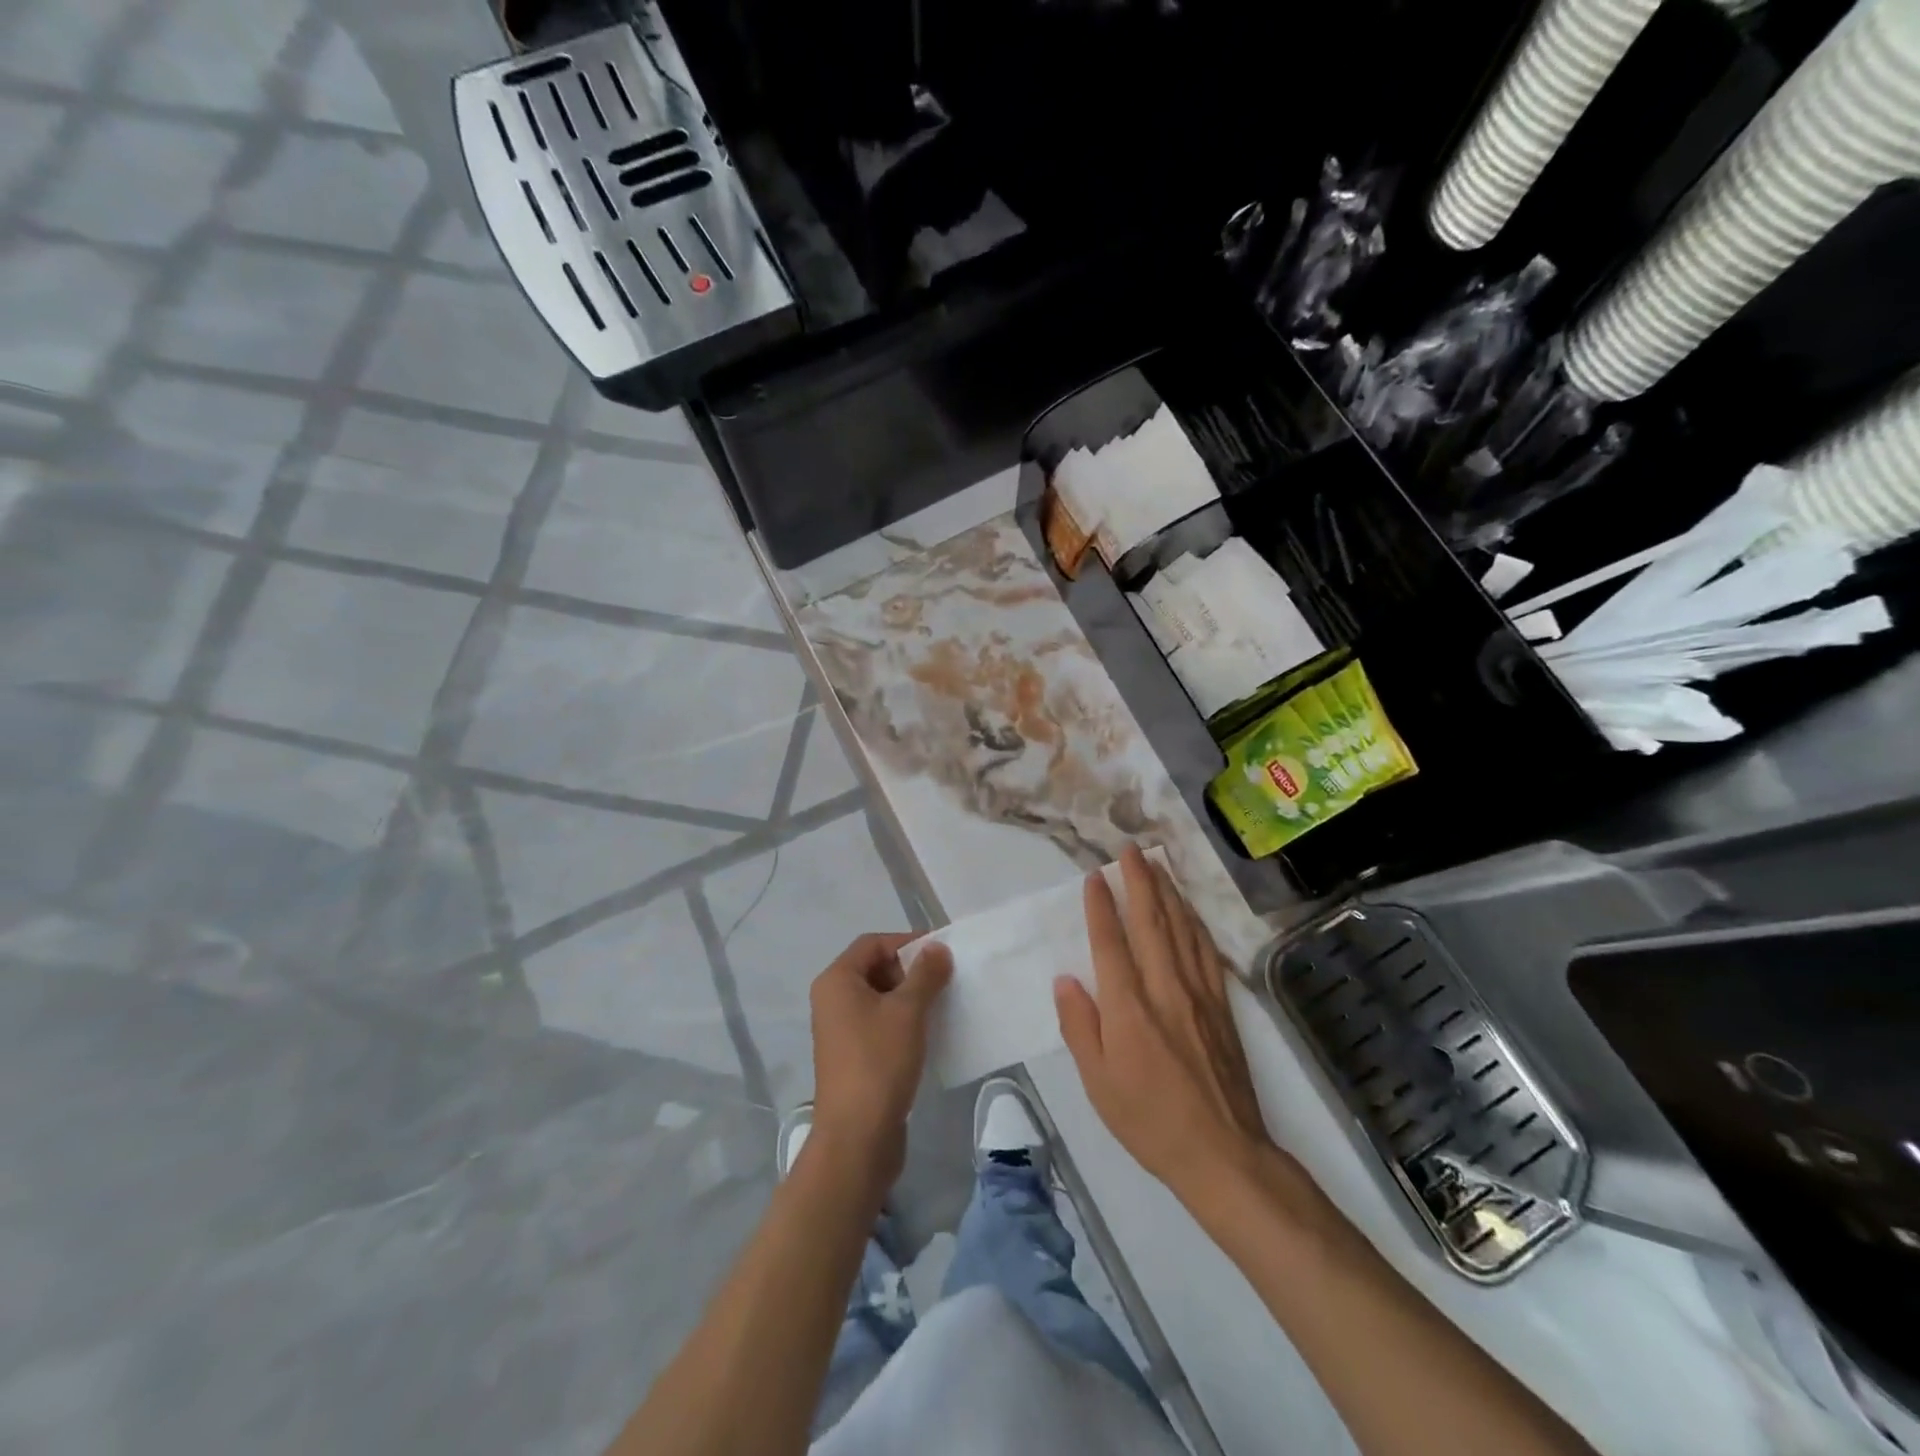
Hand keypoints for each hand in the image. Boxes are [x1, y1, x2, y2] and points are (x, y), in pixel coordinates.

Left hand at [807, 933, 952, 1200]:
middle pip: (874, 968)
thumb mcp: (908, 1011)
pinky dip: (902, 1021)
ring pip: (879, 998)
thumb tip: (937, 948)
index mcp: (837, 981)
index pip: (873, 943)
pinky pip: (879, 1024)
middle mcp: (832, 1000)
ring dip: (909, 997)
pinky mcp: (852, 1056)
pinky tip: (928, 1033)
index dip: (907, 942)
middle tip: (943, 981)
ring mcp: (840, 1030)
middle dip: (910, 970)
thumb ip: (925, 974)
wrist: (857, 1137)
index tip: (941, 953)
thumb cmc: (879, 1062)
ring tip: (941, 1006)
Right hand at [1054, 845, 1278, 1204]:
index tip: (1095, 875)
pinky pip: (1207, 953)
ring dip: (1168, 893)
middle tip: (1130, 849)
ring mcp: (1199, 994)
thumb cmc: (1149, 1120)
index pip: (1111, 943)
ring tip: (1158, 865)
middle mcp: (1165, 989)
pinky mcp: (1222, 1006)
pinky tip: (1190, 911)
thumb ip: (1080, 1026)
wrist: (1222, 1153)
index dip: (1101, 906)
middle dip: (1140, 881)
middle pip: (1151, 923)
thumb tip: (1066, 980)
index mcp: (1129, 1008)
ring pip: (1182, 930)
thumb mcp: (1098, 1083)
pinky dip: (1196, 924)